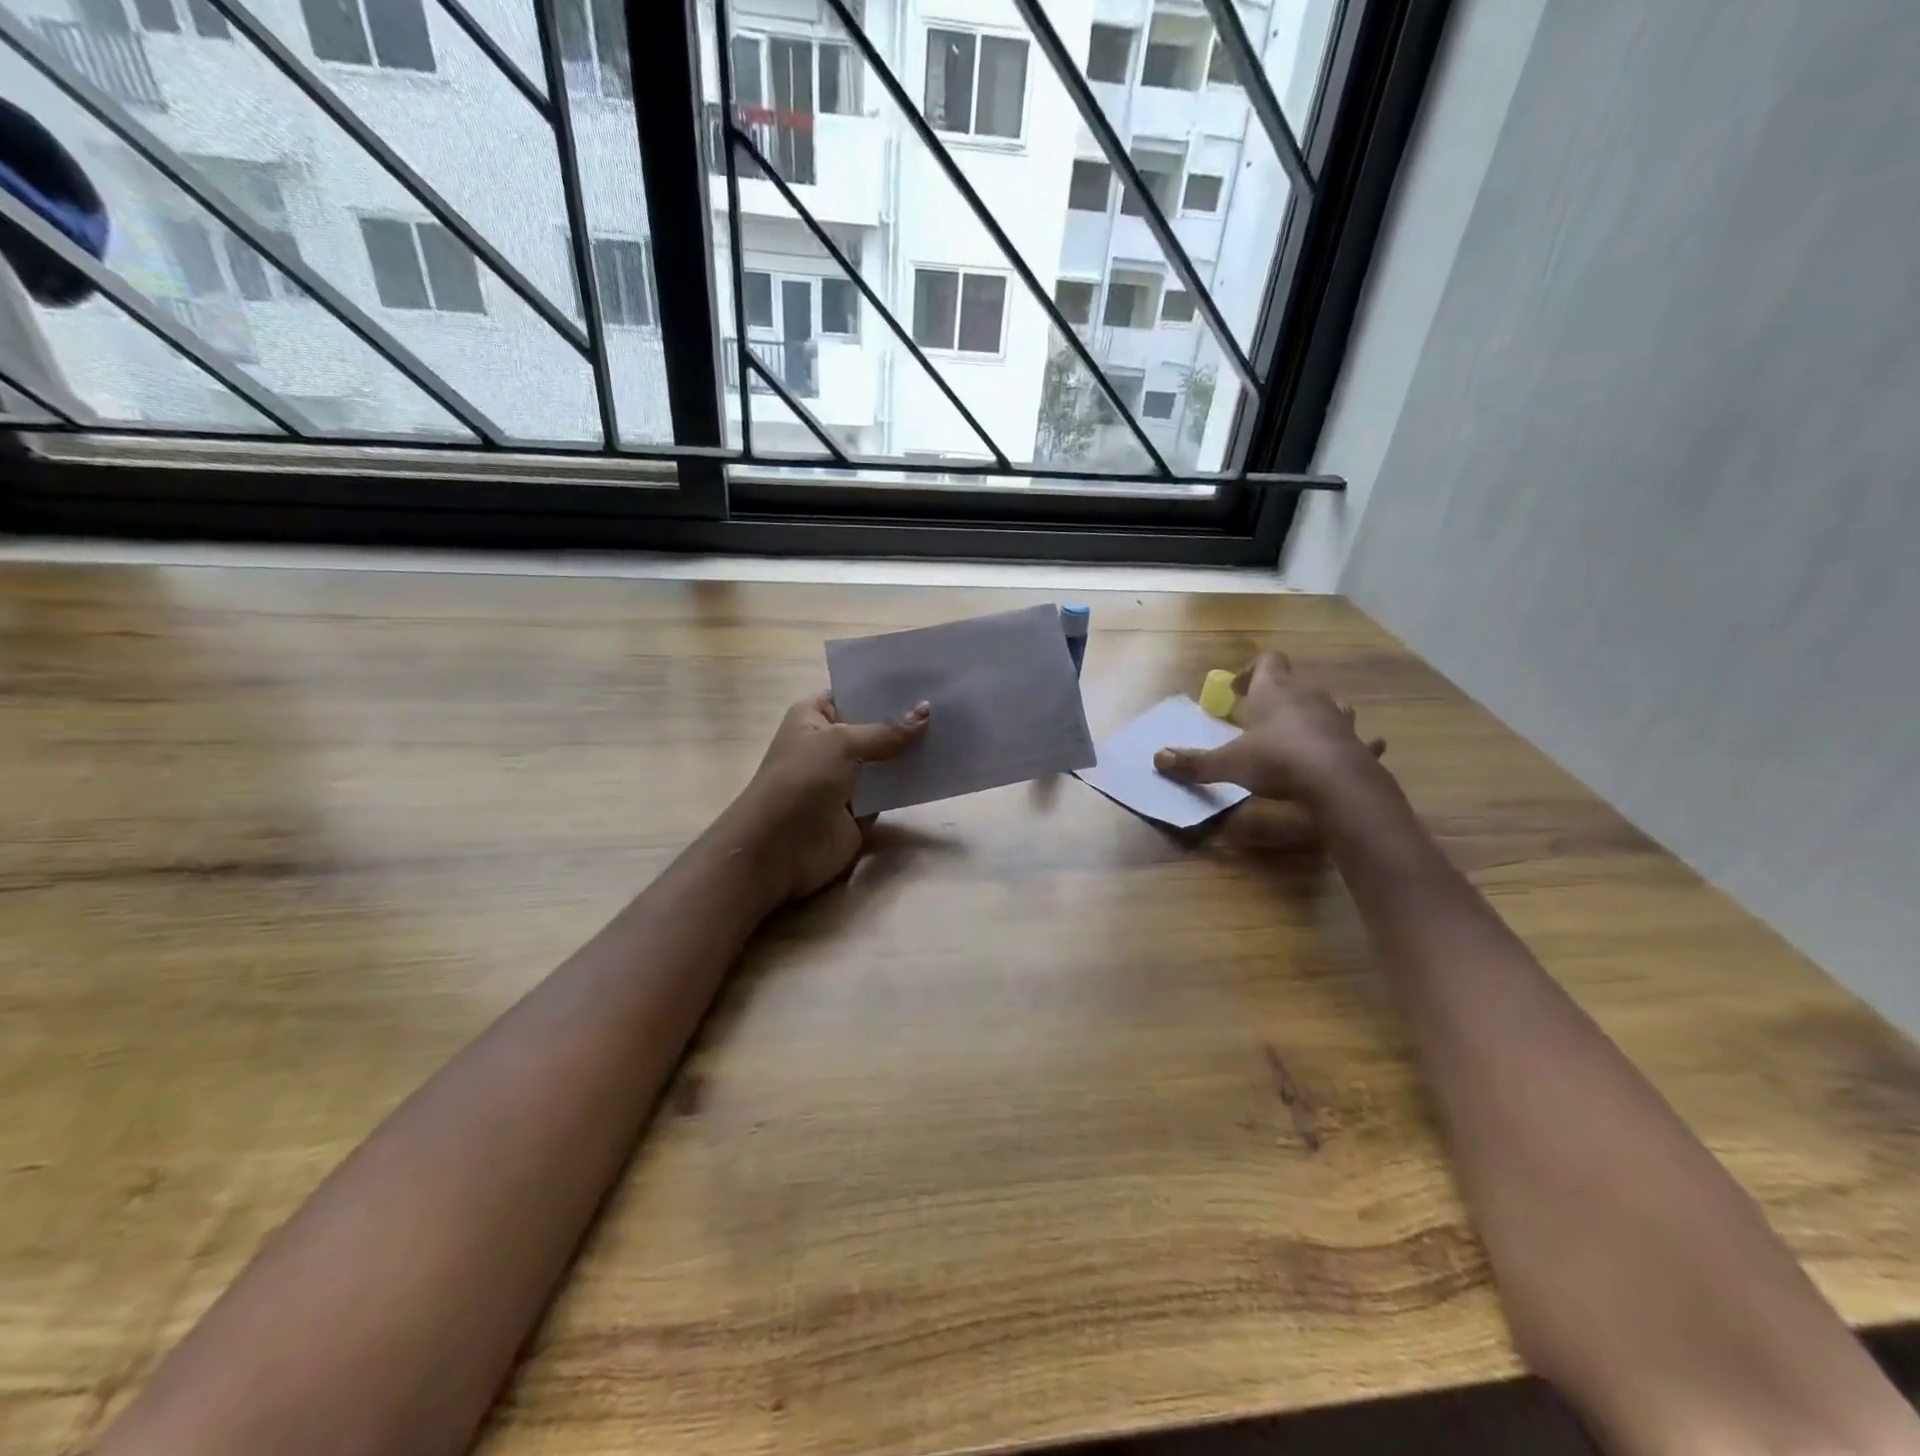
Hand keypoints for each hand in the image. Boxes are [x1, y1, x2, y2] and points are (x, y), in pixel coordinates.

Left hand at [727, 691, 929, 903]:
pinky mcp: (860, 811)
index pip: (852, 693)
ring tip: (954, 730)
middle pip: (873, 726)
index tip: (924, 677)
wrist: (779, 847)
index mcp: (814, 717)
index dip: (883, 687)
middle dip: (905, 718)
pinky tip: (941, 768)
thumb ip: (887, 731)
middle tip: (949, 702)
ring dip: (912, 751)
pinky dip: (910, 784)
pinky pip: (890, 792)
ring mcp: (845, 779)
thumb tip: (926, 712)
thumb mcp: (842, 743)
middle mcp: (829, 744)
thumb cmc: (802, 779)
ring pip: (886, 760)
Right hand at [1154, 653, 1385, 808]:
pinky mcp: (1359, 745)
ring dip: (1315, 716)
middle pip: (1295, 685)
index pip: (1268, 661)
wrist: (1338, 783)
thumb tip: (1157, 758)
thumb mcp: (1228, 763)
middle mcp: (1309, 697)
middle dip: (1279, 698)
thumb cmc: (1277, 760)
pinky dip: (1353, 744)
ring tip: (1300, 733)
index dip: (1252, 671)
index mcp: (1275, 692)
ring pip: (1329, 706)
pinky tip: (1352, 752)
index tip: (1237, 690)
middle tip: (1261, 719)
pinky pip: (1358, 739)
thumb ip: (1194, 762)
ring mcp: (1339, 720)